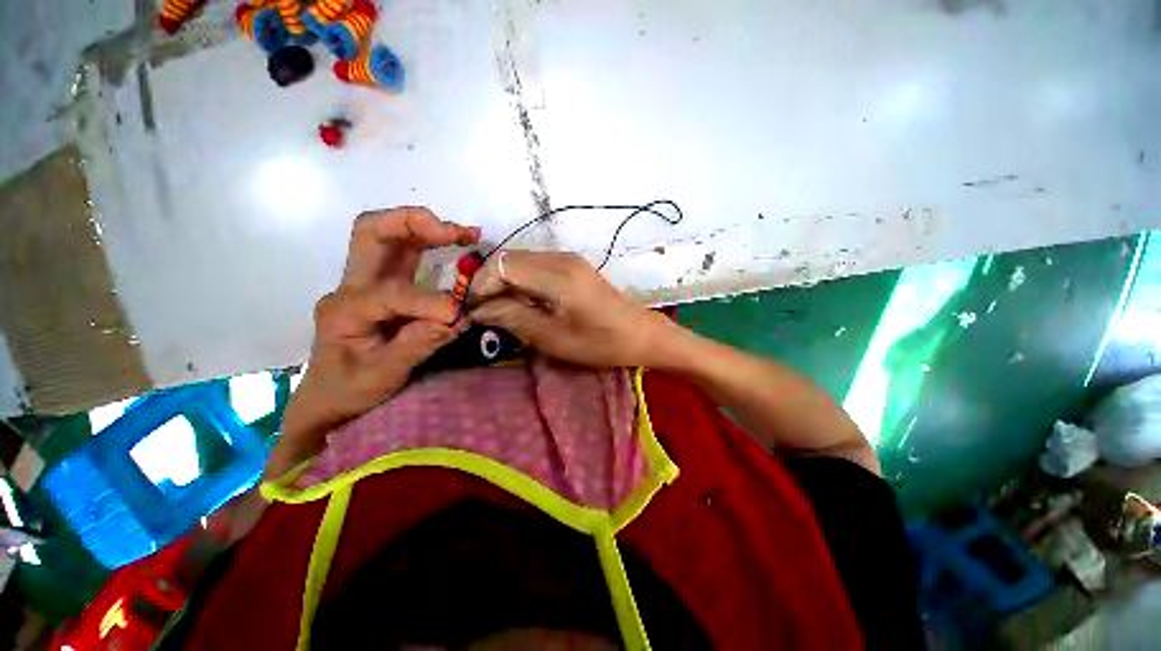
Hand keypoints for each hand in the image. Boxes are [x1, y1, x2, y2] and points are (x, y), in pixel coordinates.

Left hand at [269, 207, 479, 477]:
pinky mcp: (385, 286)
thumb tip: (457, 318)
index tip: (457, 316)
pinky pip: (406, 254)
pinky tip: (456, 245)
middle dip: (413, 224)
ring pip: (388, 235)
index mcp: (345, 310)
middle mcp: (351, 286)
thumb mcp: (381, 376)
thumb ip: (417, 345)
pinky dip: (432, 243)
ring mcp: (366, 283)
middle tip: (455, 233)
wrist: (329, 398)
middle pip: (371, 232)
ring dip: (426, 228)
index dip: (427, 303)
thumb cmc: (349, 390)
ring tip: (466, 234)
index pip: (390, 294)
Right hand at [467, 251, 674, 368]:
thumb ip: (515, 319)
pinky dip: (521, 281)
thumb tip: (480, 310)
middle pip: (509, 259)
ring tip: (499, 310)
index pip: (502, 266)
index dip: (481, 286)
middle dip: (489, 283)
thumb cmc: (602, 343)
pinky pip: (536, 266)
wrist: (642, 334)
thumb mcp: (555, 339)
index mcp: (558, 276)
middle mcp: (561, 258)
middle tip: (482, 312)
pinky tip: (522, 302)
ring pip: (521, 261)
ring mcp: (569, 259)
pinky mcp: (573, 265)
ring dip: (504, 282)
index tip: (473, 311)